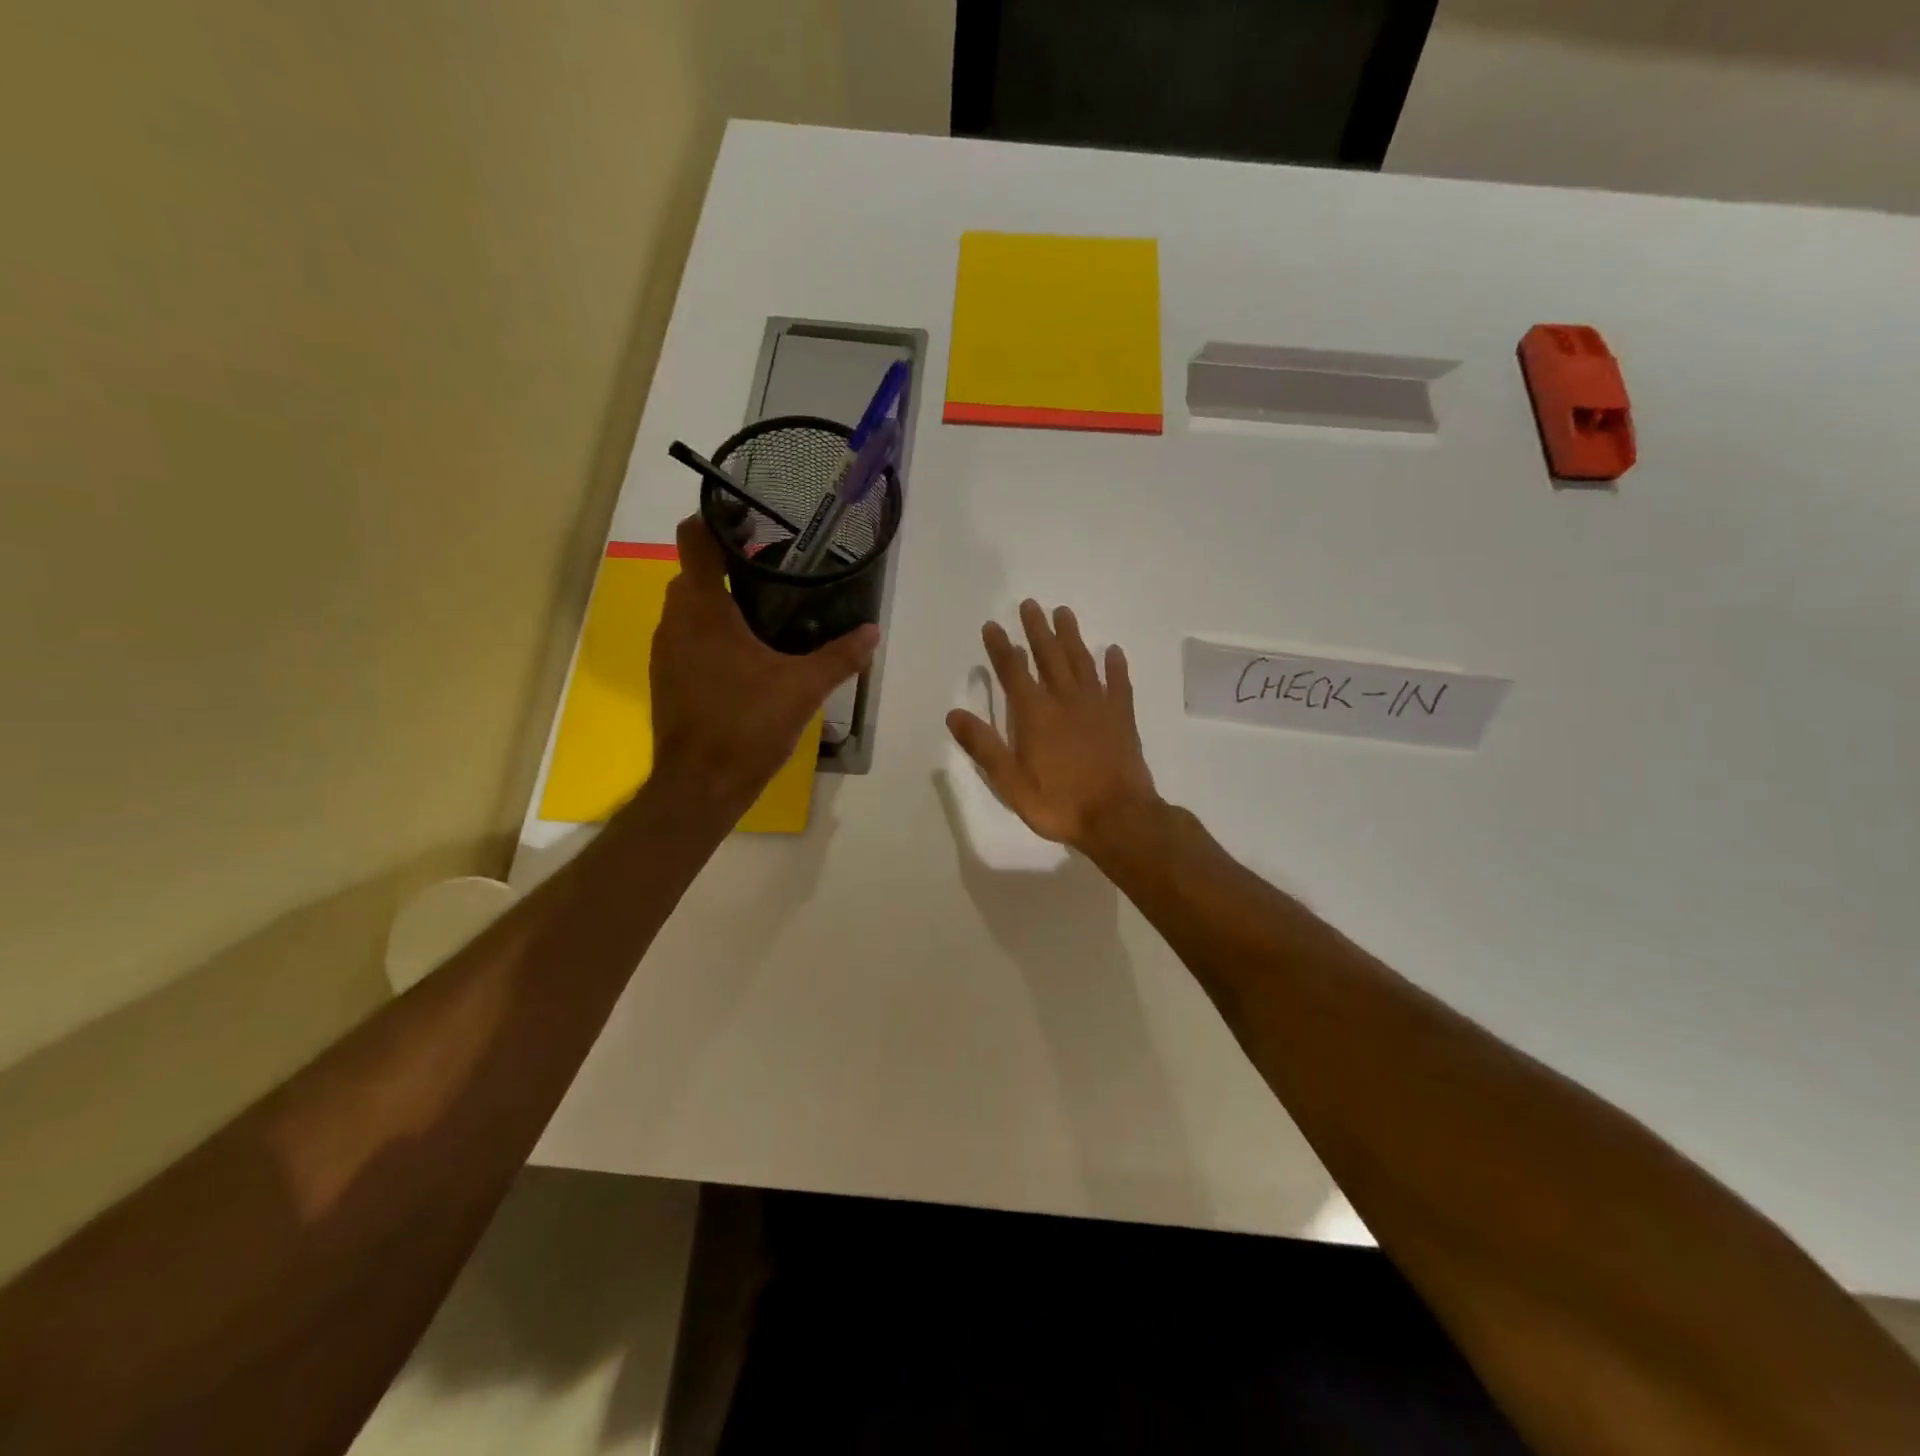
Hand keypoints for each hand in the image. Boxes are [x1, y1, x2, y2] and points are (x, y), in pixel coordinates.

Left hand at [650, 514, 877, 812]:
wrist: (700, 785)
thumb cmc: (747, 725)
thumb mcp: (803, 688)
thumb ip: (840, 657)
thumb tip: (872, 632)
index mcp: (703, 608)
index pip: (695, 538)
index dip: (717, 517)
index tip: (751, 518)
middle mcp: (675, 620)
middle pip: (695, 570)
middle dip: (731, 563)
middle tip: (777, 570)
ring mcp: (665, 650)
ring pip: (690, 606)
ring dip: (721, 599)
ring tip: (767, 609)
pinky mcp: (667, 677)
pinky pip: (688, 636)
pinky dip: (713, 630)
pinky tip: (748, 654)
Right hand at [946, 601, 1160, 850]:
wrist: (1118, 817)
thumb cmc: (1059, 803)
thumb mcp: (1011, 782)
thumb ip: (984, 746)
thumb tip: (954, 714)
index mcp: (1035, 714)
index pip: (1013, 670)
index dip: (1000, 646)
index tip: (992, 625)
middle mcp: (1065, 700)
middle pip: (1049, 656)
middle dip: (1037, 629)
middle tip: (1030, 604)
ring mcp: (1098, 706)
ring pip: (1082, 661)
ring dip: (1071, 636)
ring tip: (1063, 612)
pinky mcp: (1122, 718)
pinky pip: (1119, 683)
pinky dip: (1116, 665)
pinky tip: (1113, 651)